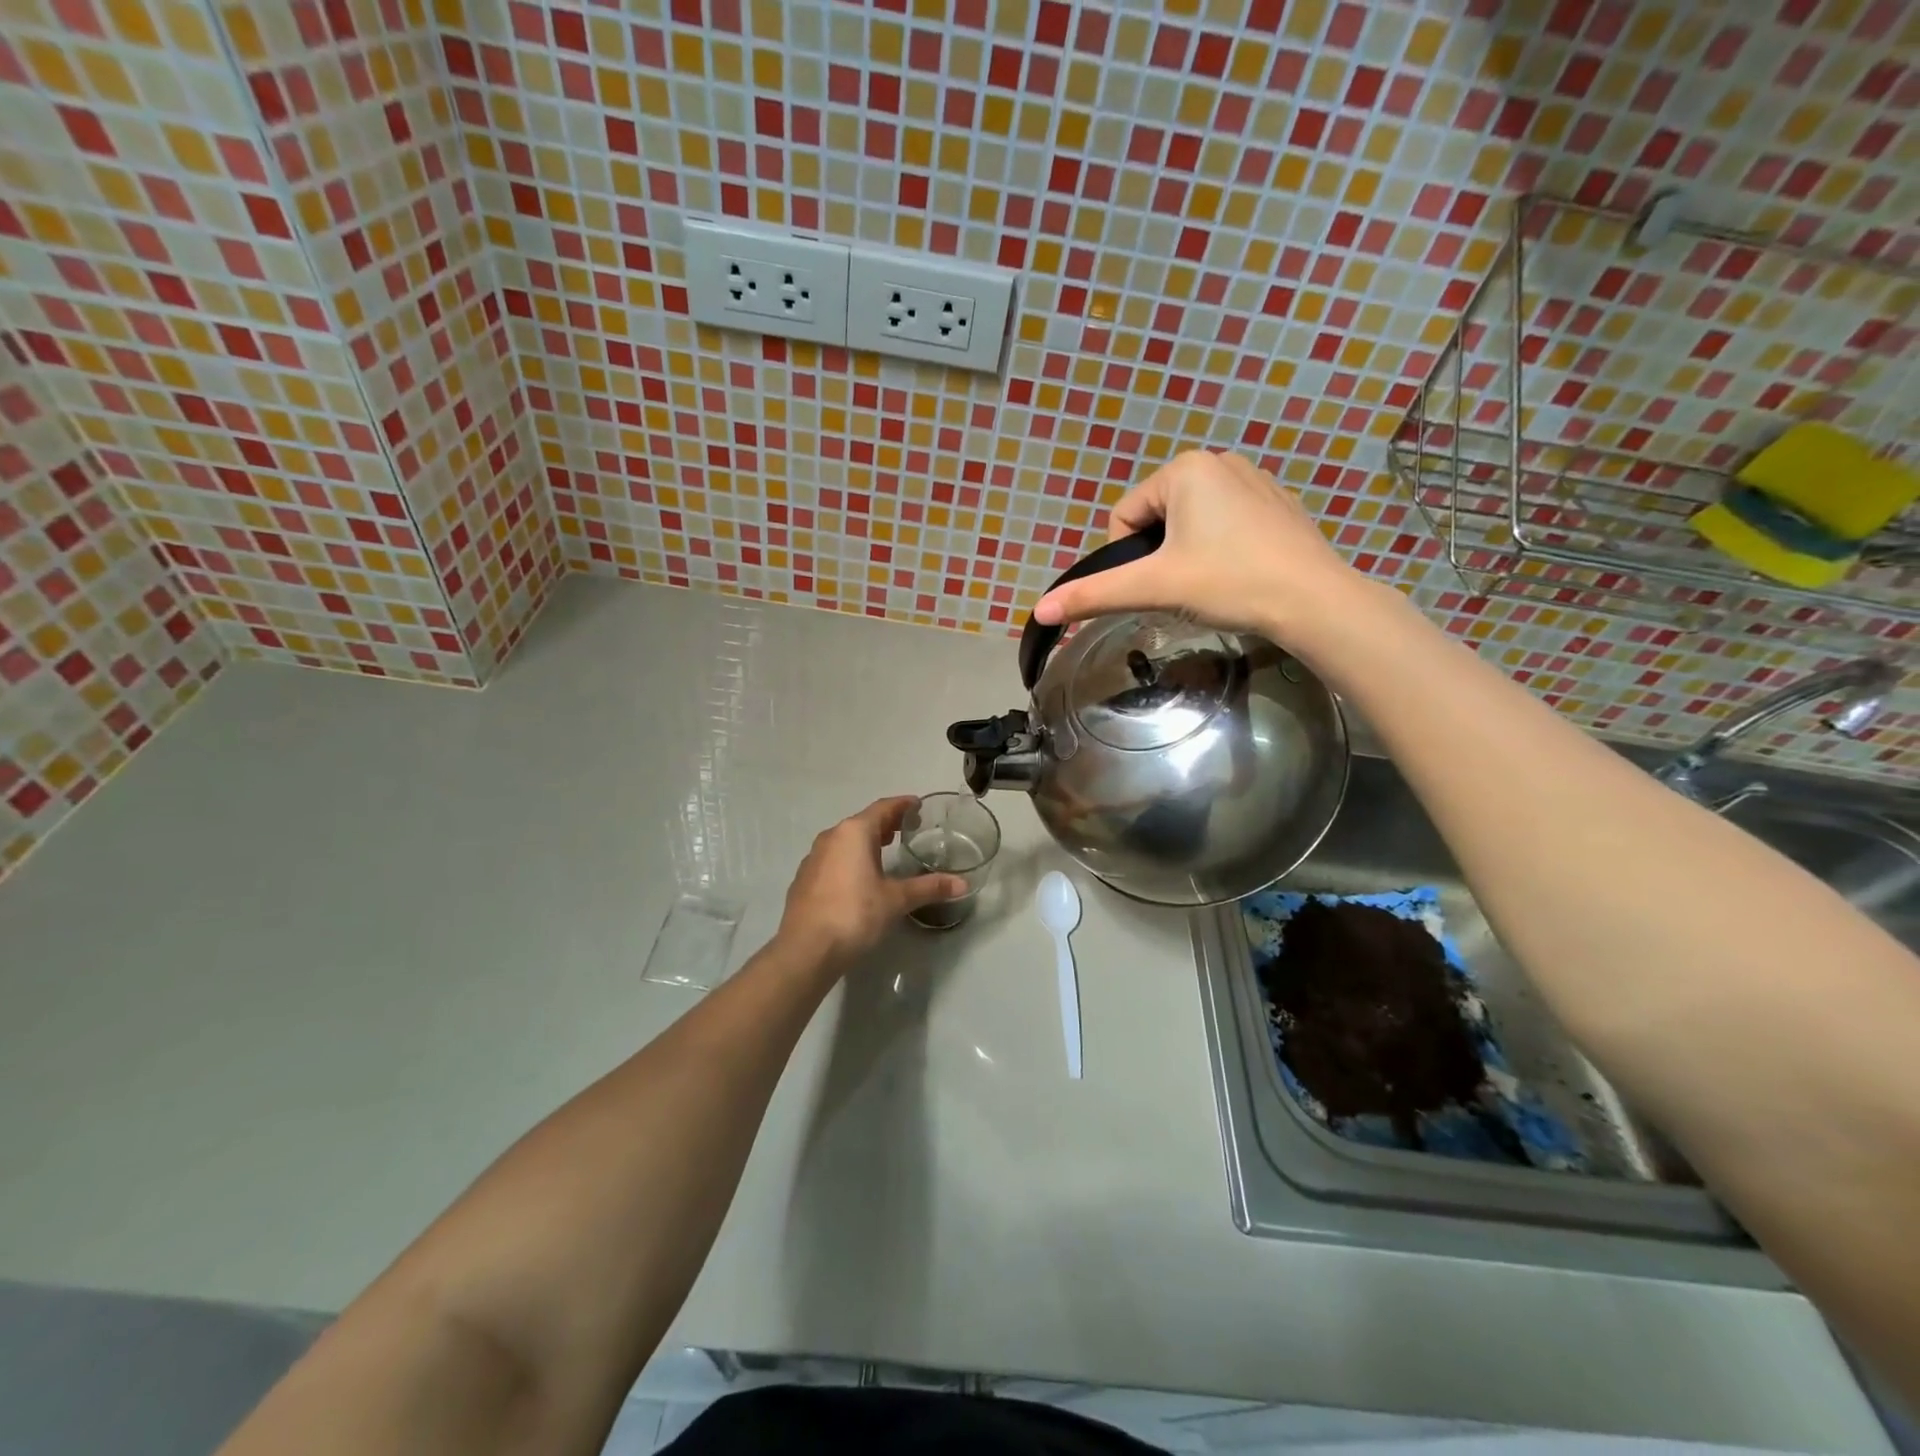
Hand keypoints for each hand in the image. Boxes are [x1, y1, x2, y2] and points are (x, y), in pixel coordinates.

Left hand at [776, 797, 967, 968]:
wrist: (806, 949)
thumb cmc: (855, 914)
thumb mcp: (896, 900)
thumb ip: (929, 888)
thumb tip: (963, 884)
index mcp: (854, 833)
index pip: (883, 808)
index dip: (902, 805)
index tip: (918, 805)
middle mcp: (831, 837)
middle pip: (863, 822)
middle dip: (885, 823)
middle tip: (906, 828)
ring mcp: (813, 857)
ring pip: (845, 840)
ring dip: (866, 841)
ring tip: (885, 850)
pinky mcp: (804, 878)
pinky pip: (833, 858)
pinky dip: (850, 858)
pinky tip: (859, 877)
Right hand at [1033, 450, 1363, 640]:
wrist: (1314, 601)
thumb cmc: (1229, 582)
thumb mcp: (1154, 587)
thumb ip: (1094, 594)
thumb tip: (1040, 610)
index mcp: (1185, 468)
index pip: (1124, 516)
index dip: (1128, 557)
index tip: (1158, 583)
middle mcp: (1219, 460)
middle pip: (1157, 517)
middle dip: (1160, 555)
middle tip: (1185, 586)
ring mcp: (1254, 479)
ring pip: (1191, 523)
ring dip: (1188, 554)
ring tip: (1214, 582)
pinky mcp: (1278, 503)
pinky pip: (1226, 523)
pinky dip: (1221, 549)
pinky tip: (1240, 574)